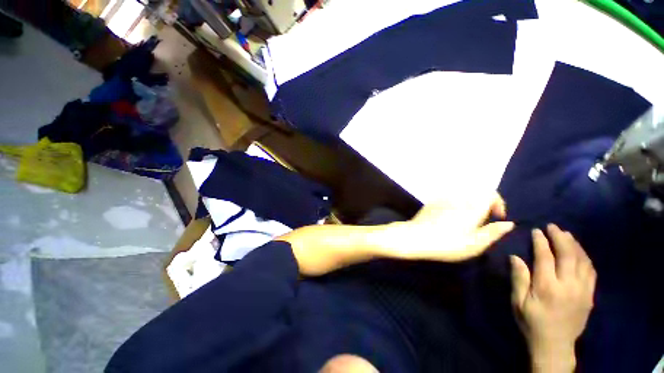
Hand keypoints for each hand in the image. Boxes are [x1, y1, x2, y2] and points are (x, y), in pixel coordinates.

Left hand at [384, 192, 514, 261]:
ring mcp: (443, 198)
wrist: (416, 237)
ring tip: (466, 220)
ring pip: (463, 195)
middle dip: (484, 204)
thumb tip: (509, 223)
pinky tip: (450, 218)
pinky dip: (456, 204)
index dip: (498, 203)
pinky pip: (449, 198)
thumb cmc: (447, 244)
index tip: (496, 217)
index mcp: (472, 206)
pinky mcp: (432, 202)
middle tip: (481, 220)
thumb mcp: (475, 245)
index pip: (490, 193)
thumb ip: (493, 232)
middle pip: (477, 193)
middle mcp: (458, 198)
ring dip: (470, 204)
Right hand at [510, 225, 596, 371]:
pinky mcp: (590, 296)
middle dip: (560, 237)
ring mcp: (582, 290)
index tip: (536, 230)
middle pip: (567, 255)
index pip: (545, 257)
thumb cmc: (532, 322)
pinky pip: (591, 271)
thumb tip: (515, 257)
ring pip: (583, 261)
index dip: (541, 241)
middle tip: (553, 226)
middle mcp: (568, 285)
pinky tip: (580, 252)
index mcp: (547, 287)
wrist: (555, 346)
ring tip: (567, 235)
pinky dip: (586, 258)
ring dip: (575, 245)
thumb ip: (519, 278)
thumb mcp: (518, 302)